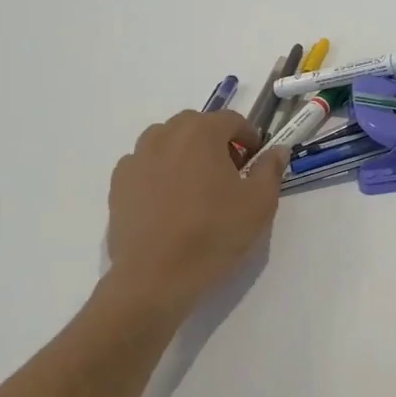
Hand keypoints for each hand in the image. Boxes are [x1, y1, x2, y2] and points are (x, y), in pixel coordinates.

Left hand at [103, 110, 288, 314]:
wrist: (156, 276)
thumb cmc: (214, 234)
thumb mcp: (259, 203)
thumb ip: (270, 169)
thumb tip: (277, 150)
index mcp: (201, 133)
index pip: (231, 119)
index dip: (248, 137)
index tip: (255, 161)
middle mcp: (165, 136)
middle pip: (196, 125)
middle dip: (216, 141)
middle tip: (229, 173)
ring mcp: (136, 159)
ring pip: (166, 141)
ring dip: (185, 153)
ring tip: (196, 186)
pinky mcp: (118, 184)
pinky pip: (144, 164)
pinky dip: (159, 171)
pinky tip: (169, 201)